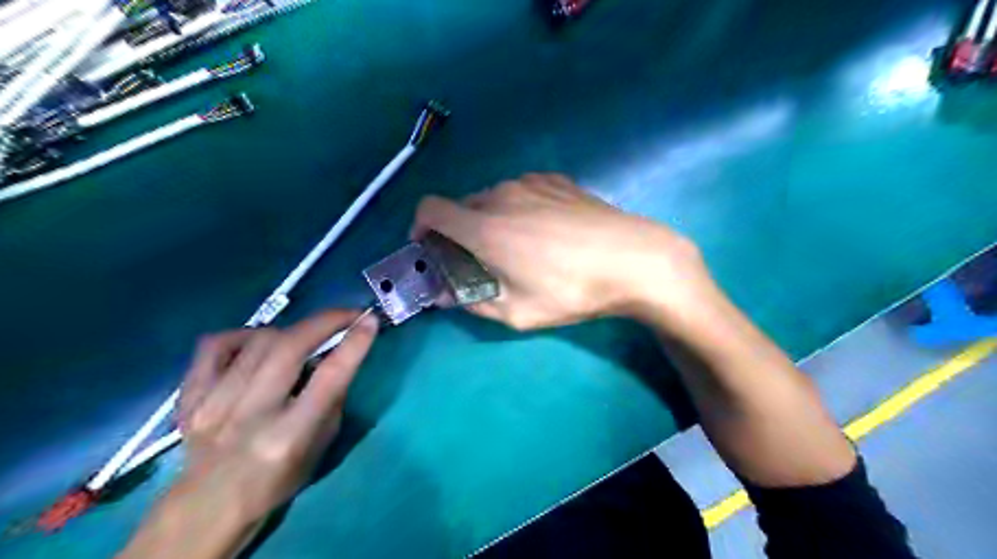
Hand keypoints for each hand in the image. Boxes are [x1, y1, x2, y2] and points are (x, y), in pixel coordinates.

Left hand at [119, 313, 377, 555]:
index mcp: (289, 436)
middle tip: (346, 315)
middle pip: (289, 348)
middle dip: (325, 321)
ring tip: (301, 341)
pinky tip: (256, 345)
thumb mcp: (322, 444)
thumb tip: (339, 353)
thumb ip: (331, 397)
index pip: (328, 378)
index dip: (354, 343)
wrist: (210, 504)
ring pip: (258, 340)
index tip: (369, 320)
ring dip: (291, 332)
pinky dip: (242, 335)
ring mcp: (212, 403)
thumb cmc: (280, 477)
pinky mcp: (189, 396)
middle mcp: (250, 415)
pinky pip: (215, 344)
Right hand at [410, 172, 716, 332]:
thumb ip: (475, 302)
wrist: (634, 259)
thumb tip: (448, 295)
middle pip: (461, 206)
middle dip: (458, 231)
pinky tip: (543, 229)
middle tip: (478, 259)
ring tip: (516, 246)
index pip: (430, 209)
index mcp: (484, 227)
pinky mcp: (557, 180)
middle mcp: (501, 195)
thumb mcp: (519, 313)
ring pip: (492, 197)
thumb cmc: (572, 290)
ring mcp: (531, 183)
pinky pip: (521, 191)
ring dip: (489, 219)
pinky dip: (516, 208)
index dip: (421, 226)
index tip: (432, 247)